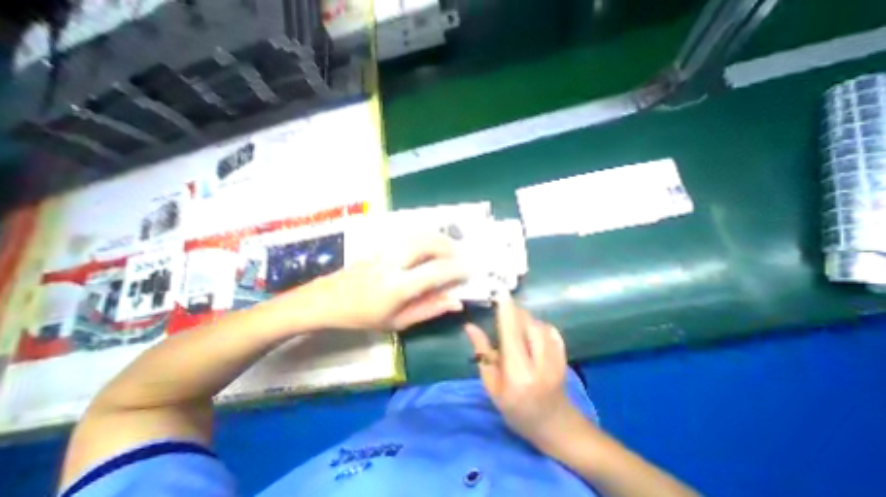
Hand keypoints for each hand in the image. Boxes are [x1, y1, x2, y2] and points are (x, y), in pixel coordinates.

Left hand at [295, 234, 465, 333]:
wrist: (327, 299)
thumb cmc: (362, 317)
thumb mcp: (397, 322)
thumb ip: (428, 310)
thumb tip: (455, 302)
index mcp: (397, 287)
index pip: (434, 272)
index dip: (456, 269)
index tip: (470, 270)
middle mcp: (392, 263)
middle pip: (427, 244)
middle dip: (449, 247)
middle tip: (460, 256)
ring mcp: (385, 250)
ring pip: (418, 235)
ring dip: (438, 239)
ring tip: (449, 248)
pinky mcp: (380, 245)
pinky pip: (408, 235)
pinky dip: (425, 236)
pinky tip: (430, 243)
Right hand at [464, 293, 582, 452]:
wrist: (555, 425)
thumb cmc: (516, 410)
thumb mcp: (492, 387)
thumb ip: (482, 354)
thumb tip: (470, 326)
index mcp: (518, 373)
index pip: (510, 332)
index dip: (505, 309)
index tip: (499, 291)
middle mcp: (539, 362)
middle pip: (527, 323)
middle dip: (514, 313)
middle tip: (503, 315)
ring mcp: (556, 358)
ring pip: (538, 324)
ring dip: (525, 319)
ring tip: (515, 328)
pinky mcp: (564, 355)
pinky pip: (549, 329)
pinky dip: (538, 325)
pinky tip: (532, 334)